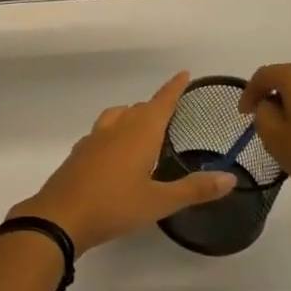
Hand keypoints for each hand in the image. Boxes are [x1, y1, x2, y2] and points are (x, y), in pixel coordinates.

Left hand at [12, 73, 236, 256]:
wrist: (60, 216)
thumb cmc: (114, 206)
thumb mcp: (159, 202)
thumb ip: (194, 189)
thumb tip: (230, 177)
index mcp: (138, 134)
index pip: (160, 103)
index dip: (173, 89)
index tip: (183, 74)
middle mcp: (115, 129)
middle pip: (138, 109)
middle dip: (155, 106)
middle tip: (172, 112)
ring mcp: (93, 140)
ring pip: (116, 116)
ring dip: (131, 116)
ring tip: (144, 129)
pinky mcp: (79, 154)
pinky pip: (101, 133)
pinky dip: (113, 133)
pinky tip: (115, 151)